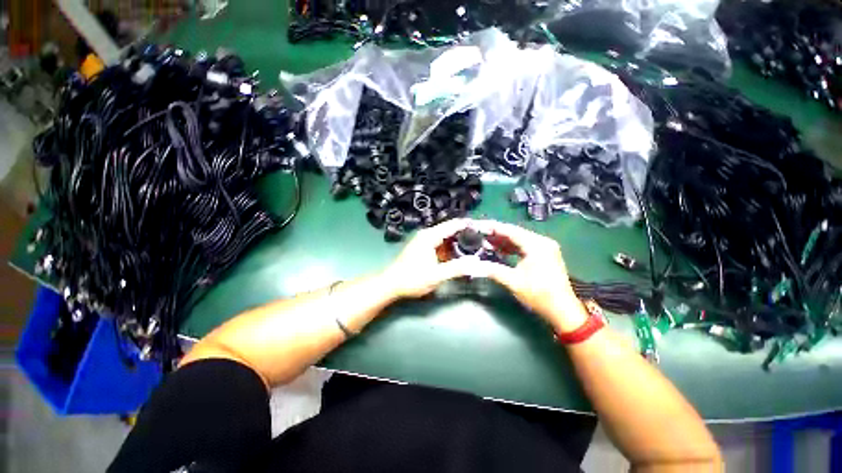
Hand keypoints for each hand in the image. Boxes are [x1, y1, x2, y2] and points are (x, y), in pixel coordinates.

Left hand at [379, 219, 482, 298]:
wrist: (391, 285)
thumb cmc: (412, 279)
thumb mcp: (436, 275)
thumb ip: (456, 268)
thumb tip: (477, 262)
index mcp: (430, 236)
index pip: (454, 224)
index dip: (470, 225)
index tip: (485, 229)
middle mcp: (428, 234)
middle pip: (451, 230)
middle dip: (467, 235)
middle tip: (484, 241)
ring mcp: (425, 241)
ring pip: (447, 238)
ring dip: (460, 242)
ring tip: (477, 247)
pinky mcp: (424, 248)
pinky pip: (441, 244)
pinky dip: (451, 248)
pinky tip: (461, 255)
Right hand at [469, 220, 587, 332]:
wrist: (562, 310)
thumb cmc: (539, 295)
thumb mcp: (513, 282)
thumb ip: (493, 270)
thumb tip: (474, 265)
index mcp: (536, 245)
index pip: (511, 231)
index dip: (493, 228)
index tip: (479, 226)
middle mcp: (542, 242)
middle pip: (515, 233)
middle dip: (497, 234)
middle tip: (480, 234)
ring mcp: (545, 248)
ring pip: (519, 239)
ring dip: (503, 241)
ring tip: (486, 242)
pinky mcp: (545, 255)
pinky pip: (524, 246)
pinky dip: (512, 247)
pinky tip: (500, 250)